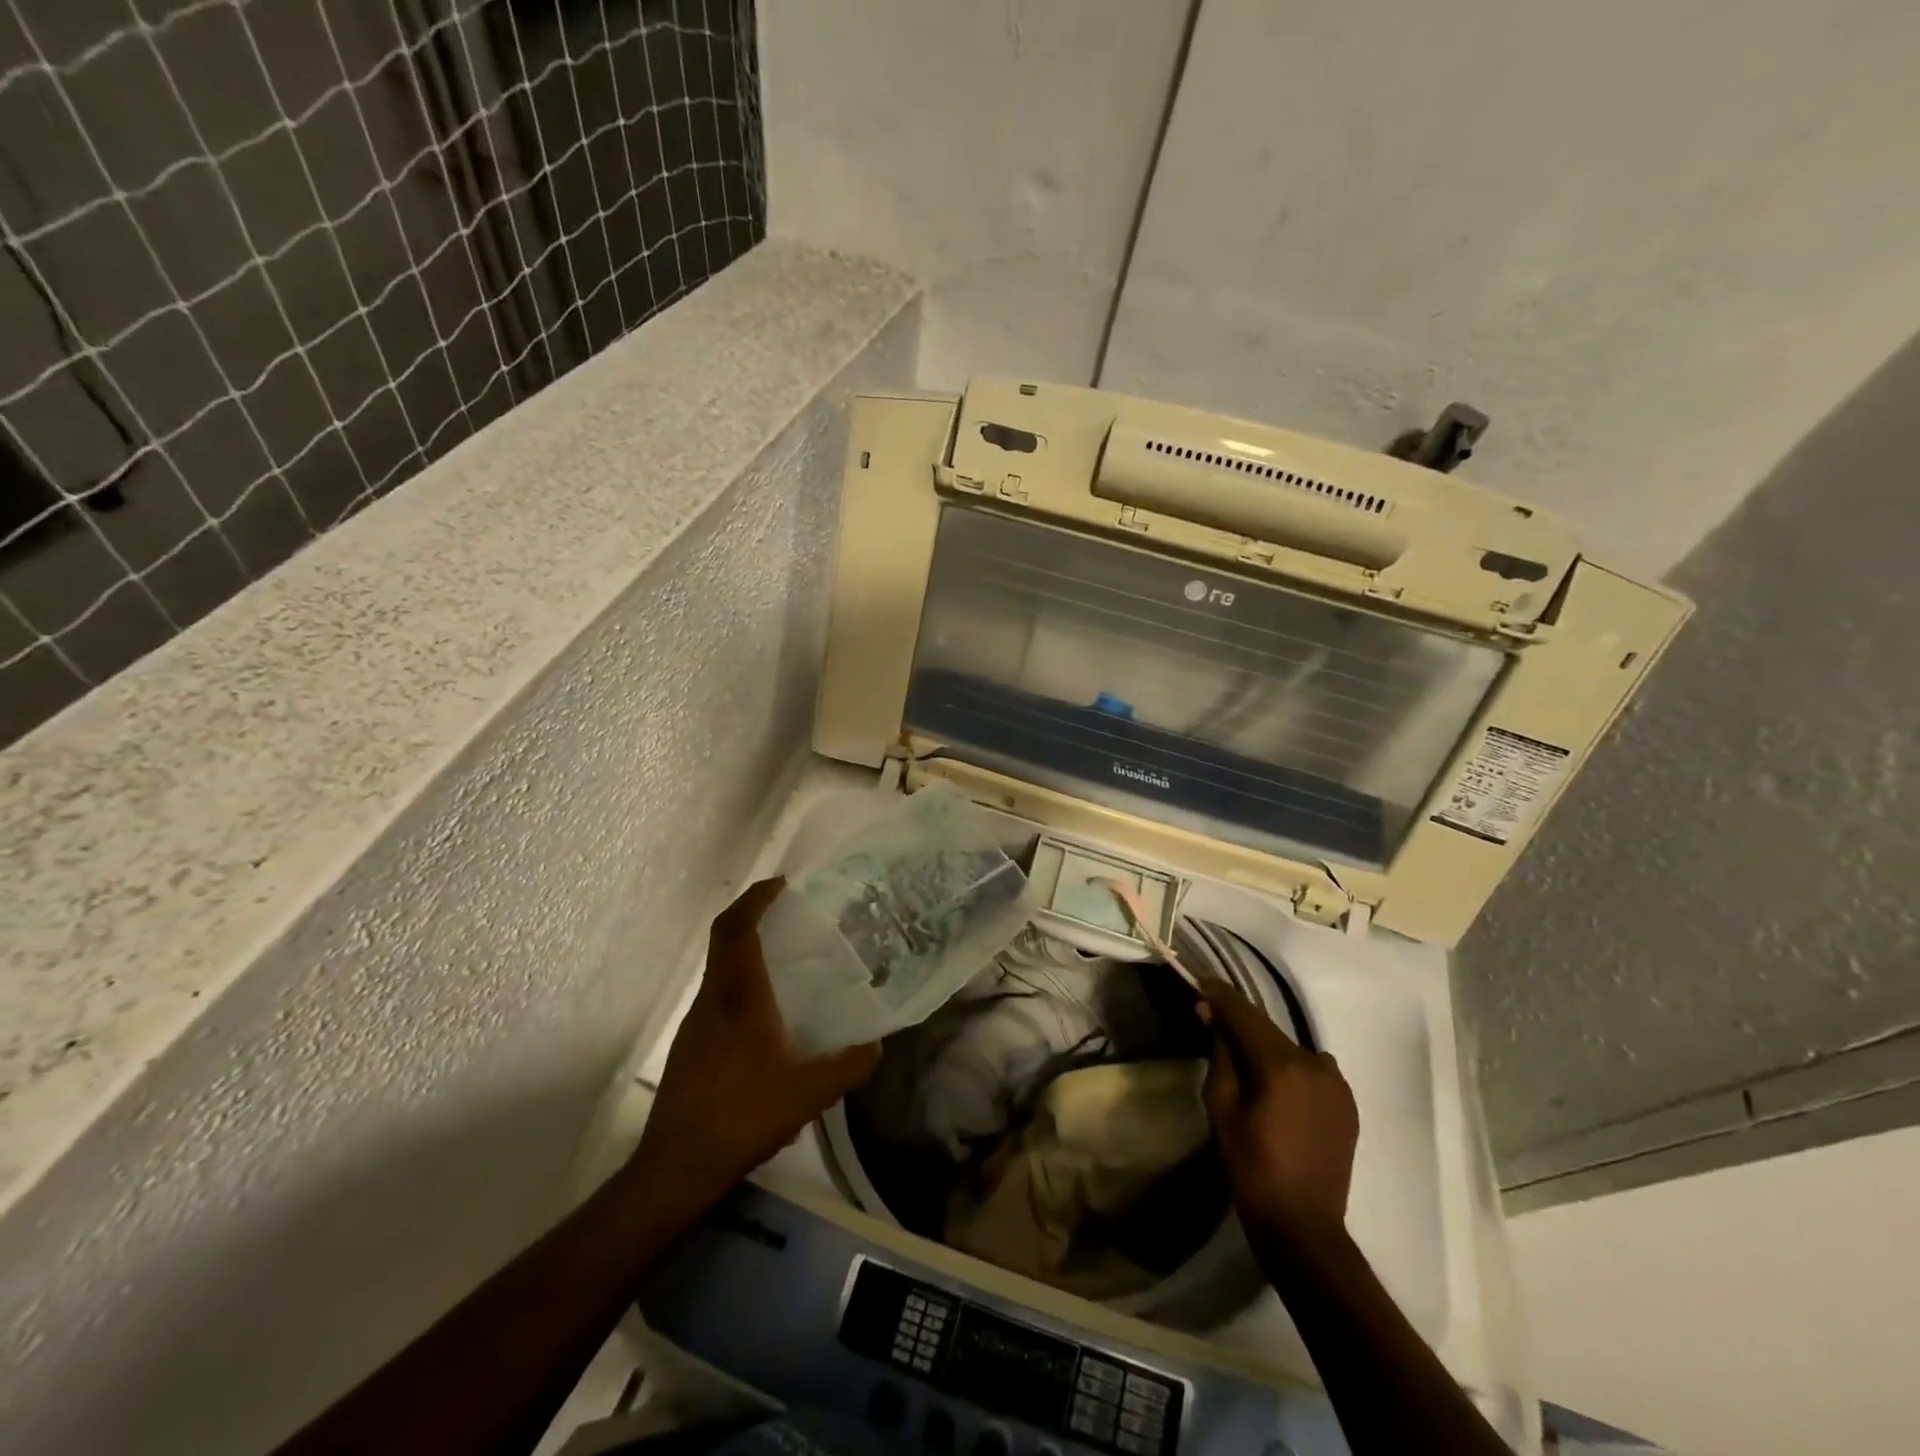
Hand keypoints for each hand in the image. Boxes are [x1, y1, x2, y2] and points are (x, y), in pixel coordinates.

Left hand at [628, 878, 879, 1215]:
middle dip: (753, 916)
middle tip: (791, 914)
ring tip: (787, 960)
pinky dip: (741, 982)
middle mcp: (713, 999)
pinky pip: (718, 994)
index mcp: (739, 997)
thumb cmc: (743, 1116)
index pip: (737, 929)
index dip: (756, 899)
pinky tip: (768, 1014)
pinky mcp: (690, 1045)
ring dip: (747, 950)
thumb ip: (849, 1065)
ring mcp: (696, 1023)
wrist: (678, 1166)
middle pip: (724, 940)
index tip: (782, 884)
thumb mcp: (810, 1093)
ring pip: (720, 968)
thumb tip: (877, 1046)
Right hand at [1200, 976, 1359, 1252]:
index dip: (1219, 995)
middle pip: (1268, 1029)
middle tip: (1211, 1020)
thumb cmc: (1251, 1167)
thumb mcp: (1221, 1107)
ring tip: (1245, 1062)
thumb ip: (1220, 1055)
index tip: (1198, 983)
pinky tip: (1276, 1087)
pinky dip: (1290, 1068)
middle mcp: (1315, 1063)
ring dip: (1266, 1047)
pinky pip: (1312, 1070)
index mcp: (1280, 1064)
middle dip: (1239, 1023)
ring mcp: (1337, 1083)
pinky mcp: (1348, 1103)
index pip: (1244, 1013)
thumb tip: (1212, 1016)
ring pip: (1290, 1049)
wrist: (1304, 1227)